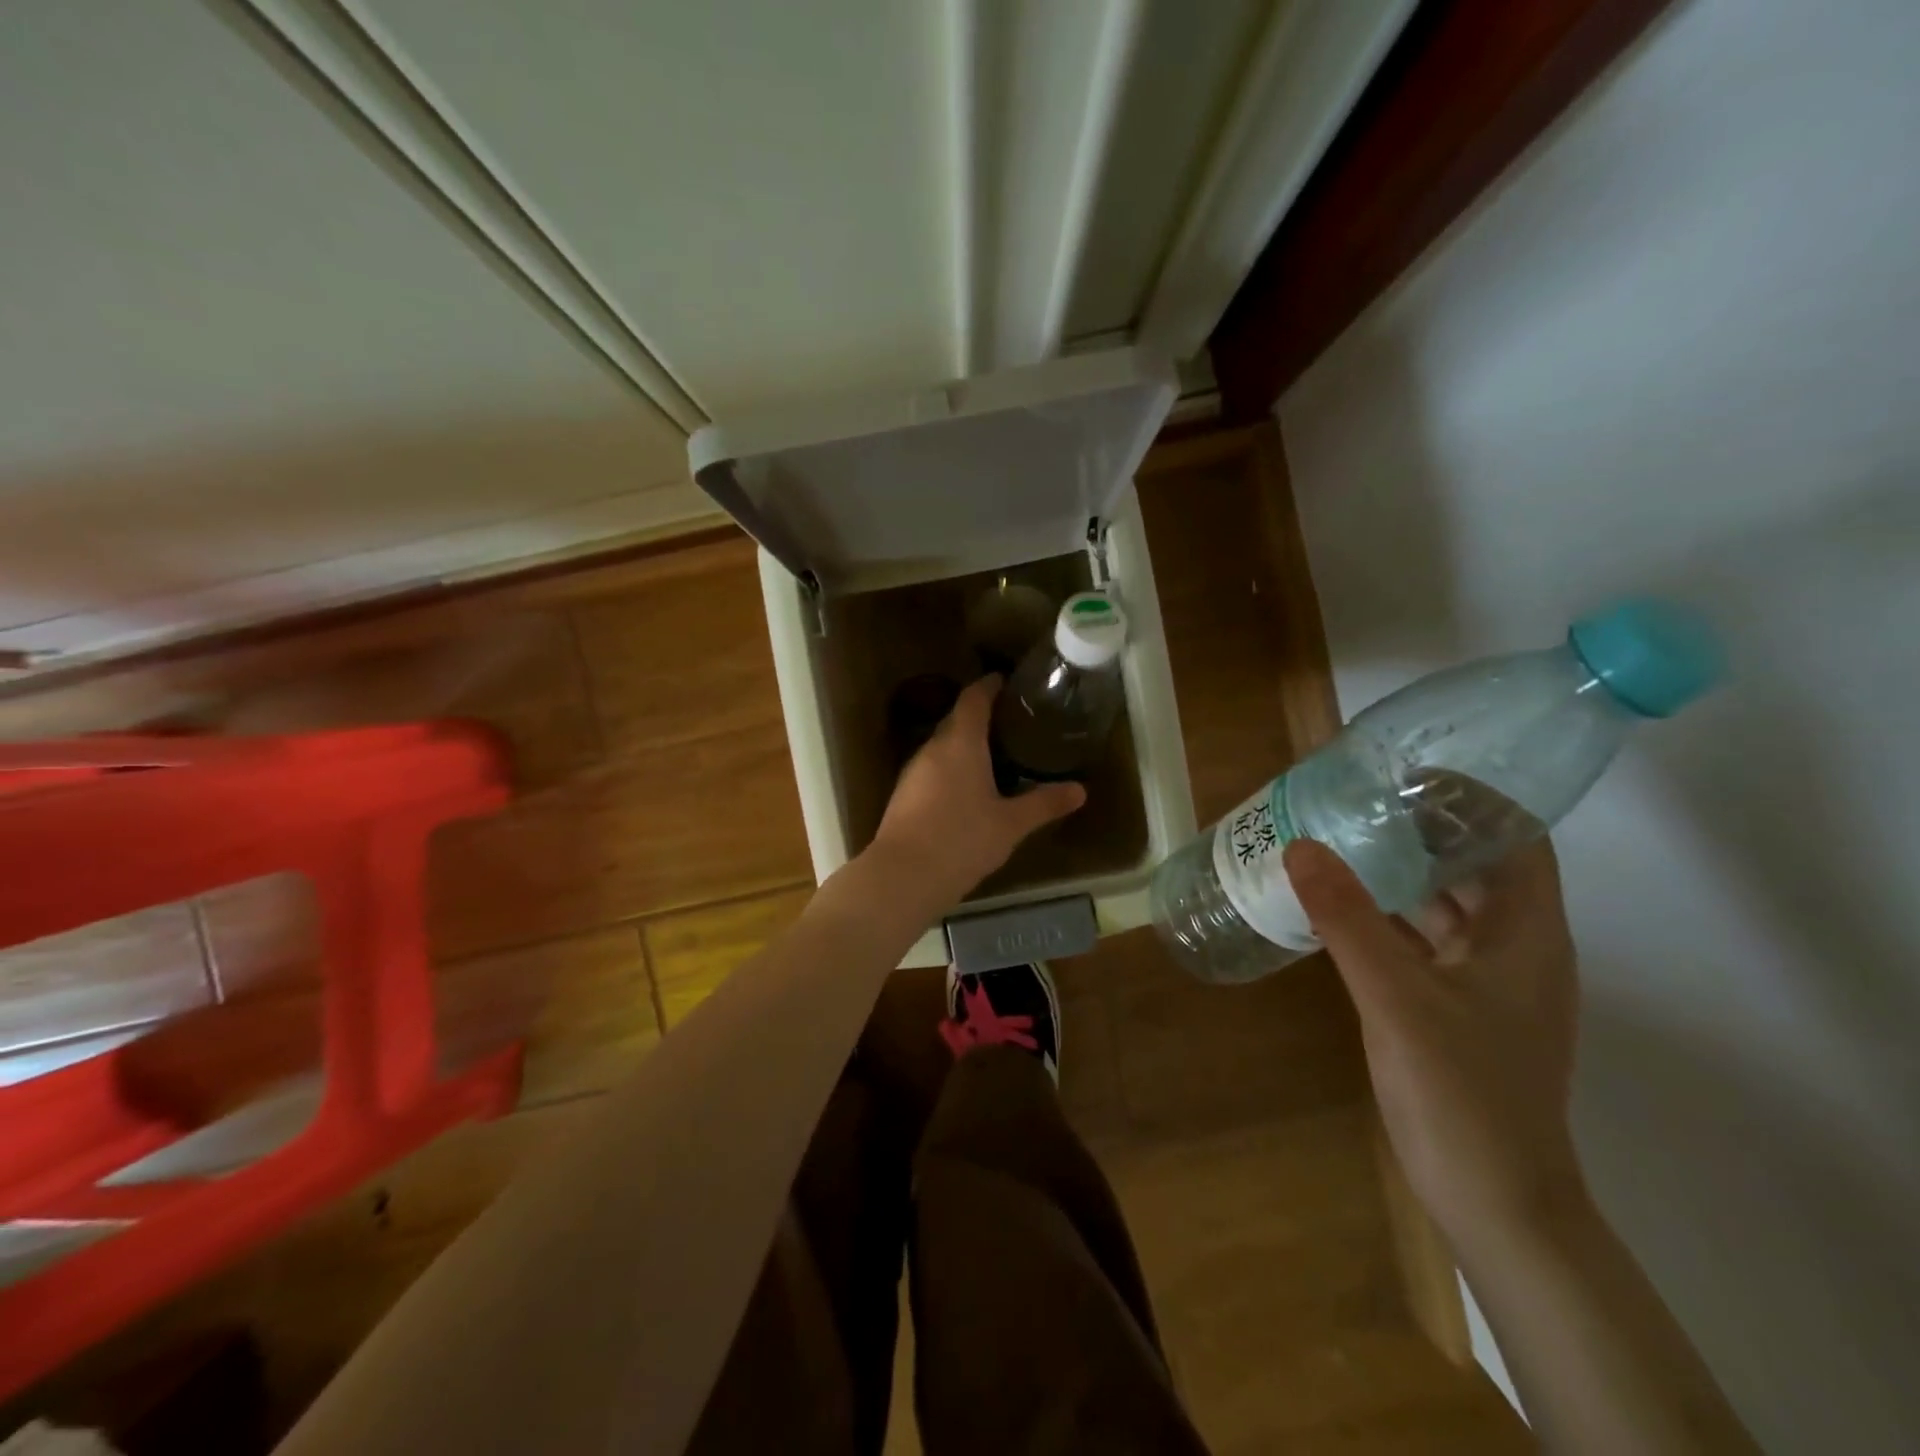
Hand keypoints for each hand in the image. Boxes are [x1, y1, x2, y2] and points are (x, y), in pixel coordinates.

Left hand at [869, 675, 1085, 910]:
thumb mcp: (1010, 824)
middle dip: (981, 716)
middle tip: (1011, 721)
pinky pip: (932, 769)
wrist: (902, 876)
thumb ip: (1044, 804)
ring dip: (965, 745)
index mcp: (960, 743)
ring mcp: (913, 772)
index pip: (974, 698)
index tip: (1006, 681)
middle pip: (956, 720)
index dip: (990, 686)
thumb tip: (1081, 790)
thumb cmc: (962, 840)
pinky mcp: (903, 795)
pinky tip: (968, 789)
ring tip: (995, 754)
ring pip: (942, 746)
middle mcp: (933, 749)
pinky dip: (952, 768)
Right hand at [1283, 837, 1586, 1247]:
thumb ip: (1347, 920)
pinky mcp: (1455, 1007)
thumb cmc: (1463, 1094)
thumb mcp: (1397, 999)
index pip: (1518, 839)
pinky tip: (1336, 905)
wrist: (1495, 1203)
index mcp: (1528, 934)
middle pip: (1477, 866)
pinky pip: (1421, 941)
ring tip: (1337, 839)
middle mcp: (1515, 948)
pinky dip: (1386, 916)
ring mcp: (1485, 981)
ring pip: (1446, 905)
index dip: (1474, 799)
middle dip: (1421, 829)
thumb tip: (1300, 845)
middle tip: (1354, 800)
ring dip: (1399, 872)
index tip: (1407, 774)